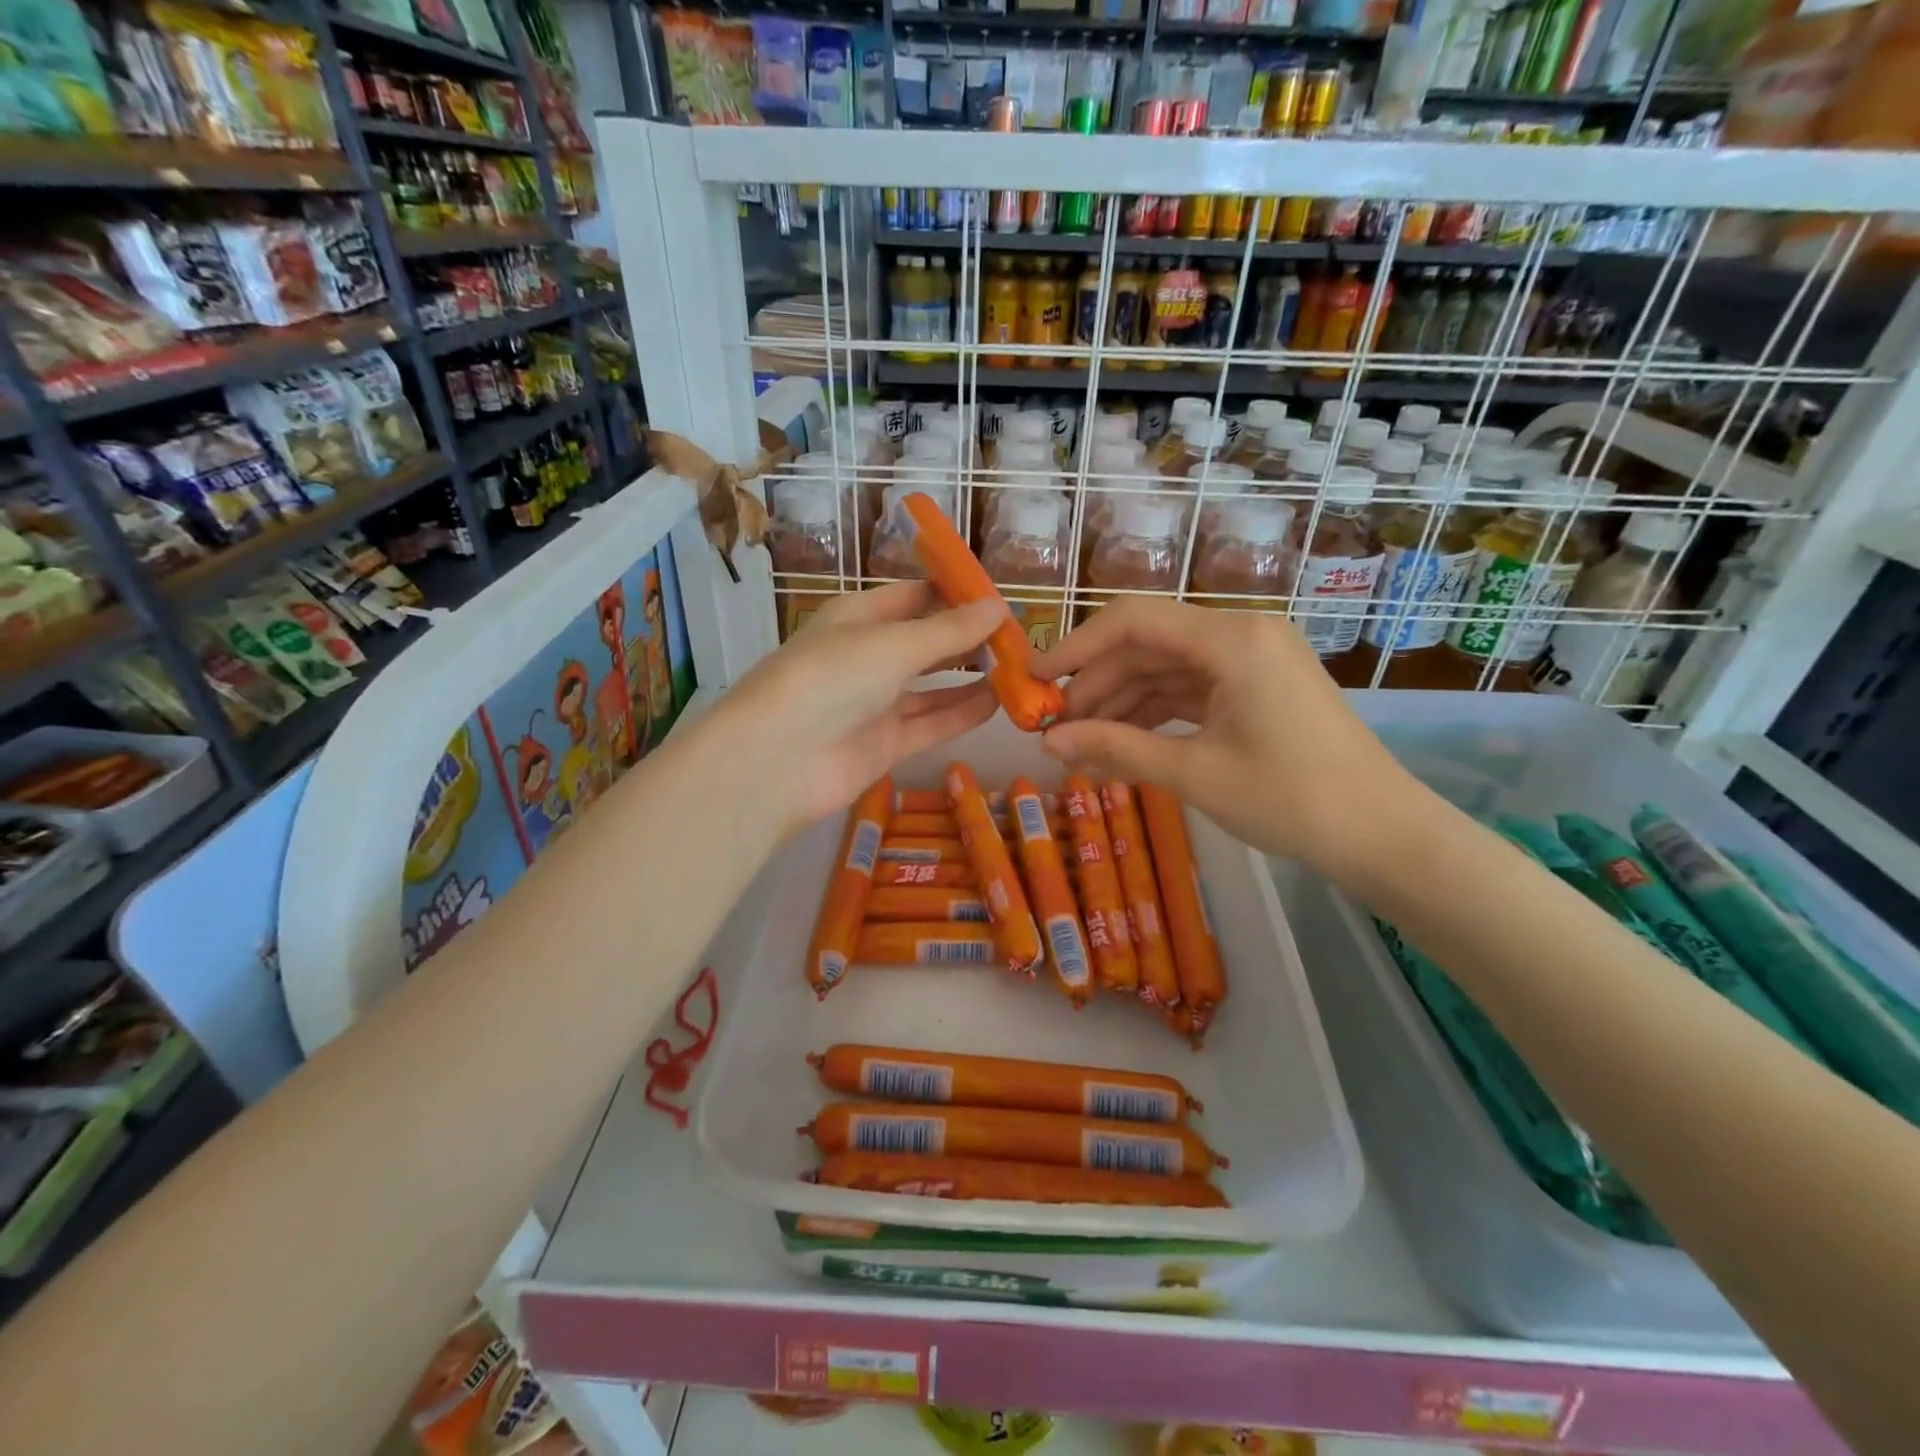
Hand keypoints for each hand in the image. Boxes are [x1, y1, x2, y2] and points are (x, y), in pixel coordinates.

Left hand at [715, 582, 1004, 835]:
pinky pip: (931, 722)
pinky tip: (999, 703)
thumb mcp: (893, 644)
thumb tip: (999, 606)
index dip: (956, 594)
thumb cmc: (830, 679)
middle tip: (1019, 638)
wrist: (778, 761)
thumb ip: (950, 630)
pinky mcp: (885, 743)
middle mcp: (867, 656)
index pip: (914, 596)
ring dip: (971, 678)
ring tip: (1020, 670)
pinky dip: (962, 712)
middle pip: (927, 641)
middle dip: (969, 639)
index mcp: (859, 617)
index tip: (1001, 598)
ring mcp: (875, 703)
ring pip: (933, 686)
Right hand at [1032, 598, 1420, 876]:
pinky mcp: (1257, 686)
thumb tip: (1047, 743)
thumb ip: (1115, 749)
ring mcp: (1252, 659)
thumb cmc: (1289, 799)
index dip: (1075, 646)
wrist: (1382, 834)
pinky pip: (1191, 688)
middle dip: (1095, 684)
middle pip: (1146, 645)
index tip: (1033, 679)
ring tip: (1077, 741)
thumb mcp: (1193, 772)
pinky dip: (1154, 713)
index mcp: (1231, 639)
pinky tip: (1119, 742)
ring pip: (1165, 668)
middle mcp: (1241, 633)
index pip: (1132, 621)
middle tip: (1051, 725)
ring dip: (1121, 702)